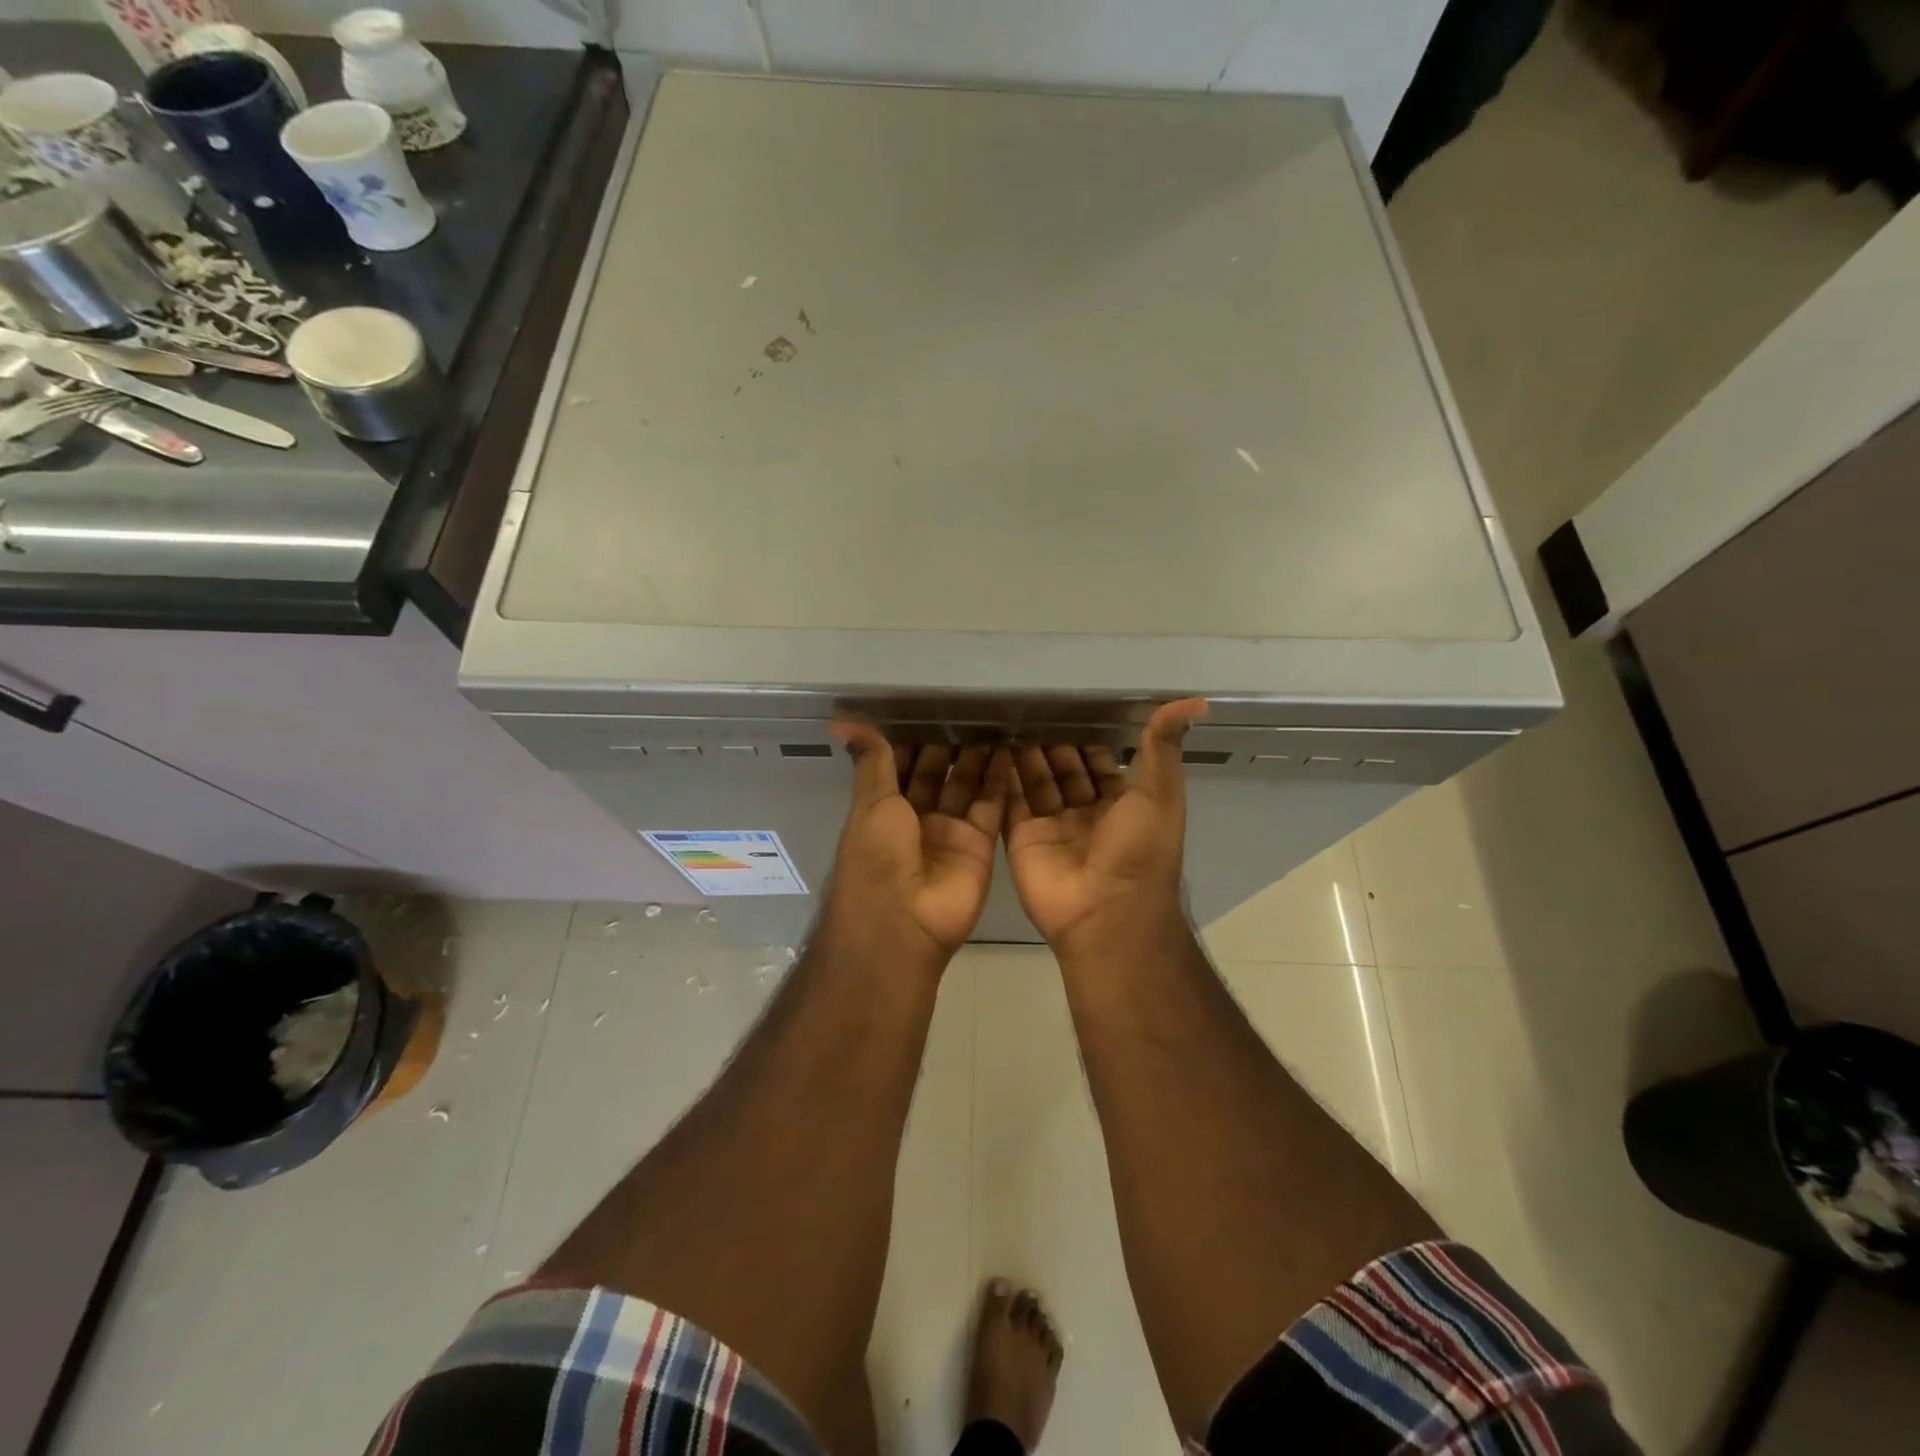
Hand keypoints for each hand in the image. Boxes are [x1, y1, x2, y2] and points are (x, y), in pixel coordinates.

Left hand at [825, 725, 1012, 964]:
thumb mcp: (870, 802)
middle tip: (968, 709)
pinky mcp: (979, 844)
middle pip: (935, 775)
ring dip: (976, 758)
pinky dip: (999, 780)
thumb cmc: (876, 857)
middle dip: (948, 746)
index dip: (912, 741)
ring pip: (965, 786)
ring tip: (992, 722)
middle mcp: (916, 820)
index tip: (928, 708)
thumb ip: (871, 761)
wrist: (904, 922)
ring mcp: (949, 833)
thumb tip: (843, 720)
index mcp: (883, 810)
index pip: (899, 767)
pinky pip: (991, 806)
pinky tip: (1008, 750)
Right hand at [1004, 699, 1209, 952]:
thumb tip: (1195, 701)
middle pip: (1065, 770)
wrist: (1107, 912)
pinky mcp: (1022, 838)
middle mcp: (1086, 814)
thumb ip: (1164, 747)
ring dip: (1026, 754)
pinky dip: (1003, 777)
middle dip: (1052, 741)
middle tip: (1031, 706)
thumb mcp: (1161, 793)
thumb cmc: (1140, 850)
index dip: (1088, 737)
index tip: (1070, 704)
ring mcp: (1052, 827)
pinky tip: (993, 746)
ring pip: (1036, 782)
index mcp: (1121, 805)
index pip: (1100, 763)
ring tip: (1010, 718)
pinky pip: (1010, 802)